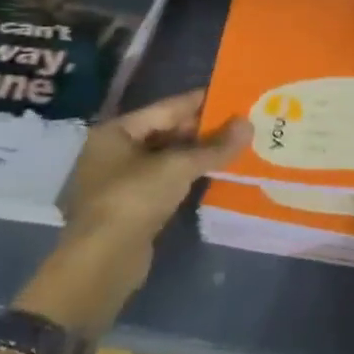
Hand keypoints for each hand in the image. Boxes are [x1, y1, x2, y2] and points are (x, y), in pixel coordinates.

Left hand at [62, 89, 249, 238]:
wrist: (104, 259)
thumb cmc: (135, 199)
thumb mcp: (179, 167)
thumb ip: (215, 146)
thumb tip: (249, 124)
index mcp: (116, 131)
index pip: (166, 107)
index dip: (200, 102)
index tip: (232, 95)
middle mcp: (113, 151)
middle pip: (165, 132)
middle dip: (202, 129)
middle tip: (240, 123)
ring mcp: (120, 180)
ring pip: (166, 158)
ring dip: (197, 154)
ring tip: (234, 146)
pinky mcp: (131, 206)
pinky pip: (165, 181)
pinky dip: (187, 176)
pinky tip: (214, 174)